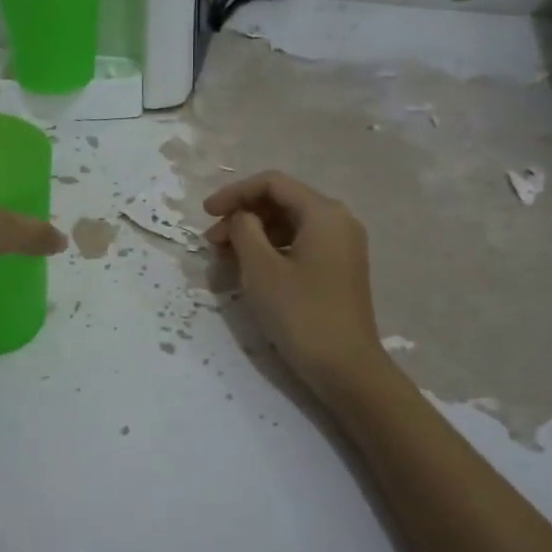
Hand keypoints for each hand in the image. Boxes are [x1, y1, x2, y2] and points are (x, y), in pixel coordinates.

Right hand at [204, 170, 389, 397]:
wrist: (346, 368)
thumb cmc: (301, 314)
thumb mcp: (261, 269)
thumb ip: (244, 230)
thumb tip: (241, 217)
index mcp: (324, 213)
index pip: (272, 184)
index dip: (235, 193)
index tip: (206, 213)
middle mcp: (338, 221)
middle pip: (282, 202)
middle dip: (243, 216)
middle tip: (212, 243)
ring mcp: (342, 246)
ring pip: (289, 225)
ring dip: (254, 235)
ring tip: (225, 259)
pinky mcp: (338, 269)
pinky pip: (300, 245)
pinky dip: (272, 251)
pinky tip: (250, 270)